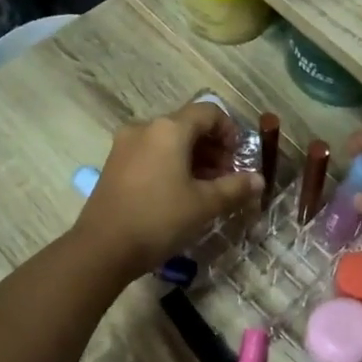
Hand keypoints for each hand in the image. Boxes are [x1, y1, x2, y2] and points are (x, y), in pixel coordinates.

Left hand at [76, 102, 262, 277]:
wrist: (103, 248)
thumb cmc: (159, 219)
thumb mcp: (204, 205)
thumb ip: (235, 188)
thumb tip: (259, 180)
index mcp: (169, 129)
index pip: (208, 112)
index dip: (230, 131)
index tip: (239, 158)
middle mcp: (144, 128)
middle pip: (187, 126)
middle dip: (213, 148)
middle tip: (227, 178)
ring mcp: (125, 146)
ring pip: (168, 141)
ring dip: (193, 158)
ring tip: (206, 189)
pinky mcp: (114, 165)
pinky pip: (151, 154)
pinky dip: (171, 165)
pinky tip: (179, 194)